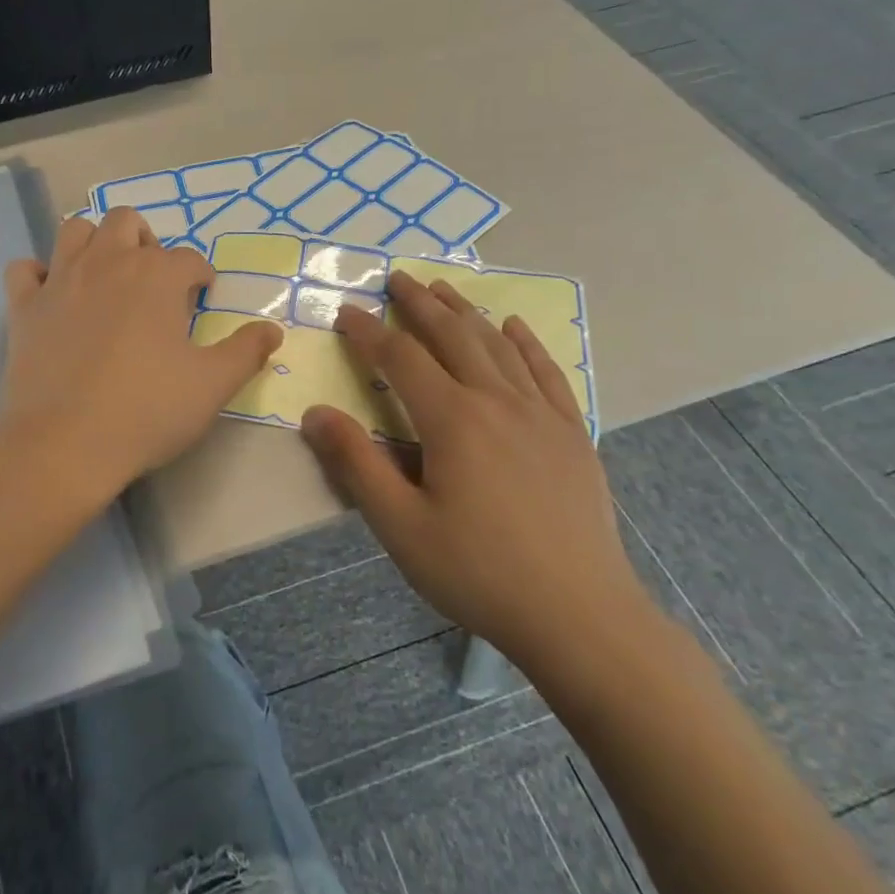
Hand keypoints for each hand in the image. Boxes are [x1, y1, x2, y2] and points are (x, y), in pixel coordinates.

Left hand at [0, 208, 283, 498]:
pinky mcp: (23, 308)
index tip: (203, 296)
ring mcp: (59, 281)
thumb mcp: (212, 386)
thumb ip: (246, 352)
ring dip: (94, 243)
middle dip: (146, 242)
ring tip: (106, 276)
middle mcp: (107, 263)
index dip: (201, 275)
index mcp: (156, 276)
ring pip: (75, 230)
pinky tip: (53, 296)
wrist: (65, 444)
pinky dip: (39, 275)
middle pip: (127, 222)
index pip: (188, 259)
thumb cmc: (147, 411)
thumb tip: (271, 330)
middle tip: (154, 280)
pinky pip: (25, 269)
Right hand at [300, 273, 661, 691]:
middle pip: (453, 336)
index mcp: (453, 420)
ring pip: (498, 345)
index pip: (401, 359)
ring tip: (444, 289)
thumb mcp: (400, 526)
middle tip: (396, 278)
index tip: (346, 312)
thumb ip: (356, 464)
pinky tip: (514, 327)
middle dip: (420, 304)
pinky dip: (525, 343)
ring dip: (466, 312)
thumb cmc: (478, 572)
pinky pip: (546, 371)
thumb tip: (316, 413)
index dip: (369, 332)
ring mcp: (541, 414)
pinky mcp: (571, 433)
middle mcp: (498, 402)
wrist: (579, 614)